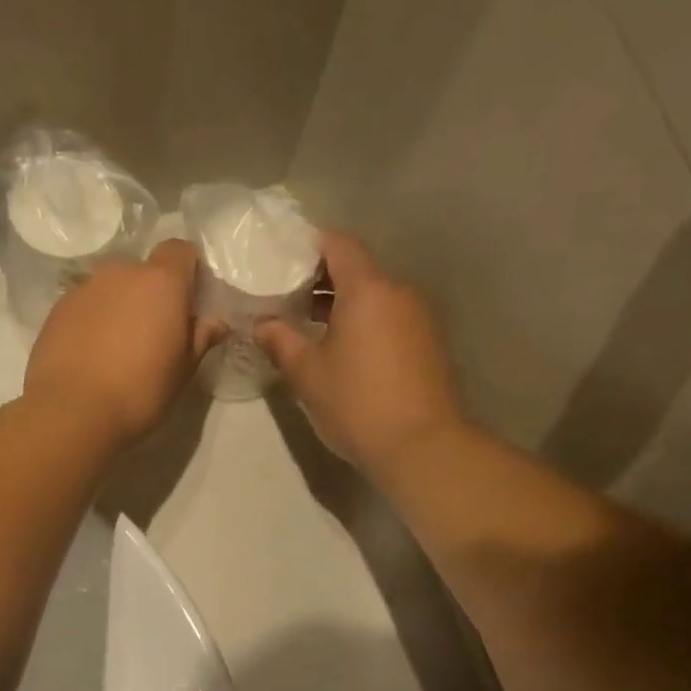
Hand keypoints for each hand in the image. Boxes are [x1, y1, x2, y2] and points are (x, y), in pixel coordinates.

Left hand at [25, 240, 212, 450]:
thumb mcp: (183, 371)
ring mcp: (84, 288)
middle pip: (143, 271)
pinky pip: (84, 306)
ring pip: (111, 289)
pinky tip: (91, 356)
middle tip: (152, 335)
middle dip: (150, 295)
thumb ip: (200, 338)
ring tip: (116, 349)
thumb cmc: (140, 392)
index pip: (179, 250)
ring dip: (118, 308)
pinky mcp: (56, 309)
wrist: (73, 412)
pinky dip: (92, 322)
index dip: (187, 271)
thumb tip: (216, 322)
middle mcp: (121, 273)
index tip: (187, 302)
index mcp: (161, 282)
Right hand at [256, 232, 467, 474]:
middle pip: (358, 270)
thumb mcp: (307, 374)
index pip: (339, 244)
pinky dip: (364, 325)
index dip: (310, 245)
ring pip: (375, 298)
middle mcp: (399, 293)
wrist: (421, 446)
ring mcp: (419, 319)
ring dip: (343, 306)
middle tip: (287, 296)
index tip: (283, 259)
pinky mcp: (428, 345)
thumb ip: (280, 341)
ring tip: (310, 327)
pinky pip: (390, 320)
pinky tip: (343, 352)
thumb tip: (262, 324)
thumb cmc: (357, 403)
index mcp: (368, 289)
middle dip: (322, 279)